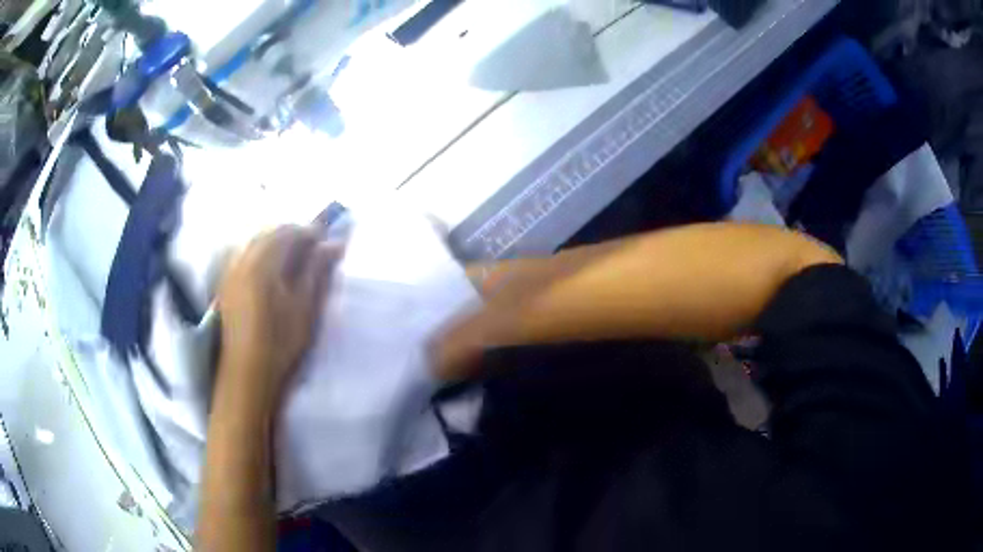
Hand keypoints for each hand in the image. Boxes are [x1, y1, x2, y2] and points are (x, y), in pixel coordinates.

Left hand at [216, 225, 342, 408]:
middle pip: (269, 232)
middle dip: (293, 235)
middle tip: (314, 250)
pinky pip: (245, 255)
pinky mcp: (226, 285)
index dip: (311, 232)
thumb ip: (317, 271)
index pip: (289, 232)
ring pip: (255, 242)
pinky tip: (272, 272)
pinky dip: (261, 254)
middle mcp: (243, 260)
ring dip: (276, 243)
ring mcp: (231, 272)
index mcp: (263, 263)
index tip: (329, 242)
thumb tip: (333, 244)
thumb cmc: (281, 344)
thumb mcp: (305, 308)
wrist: (247, 375)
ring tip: (295, 261)